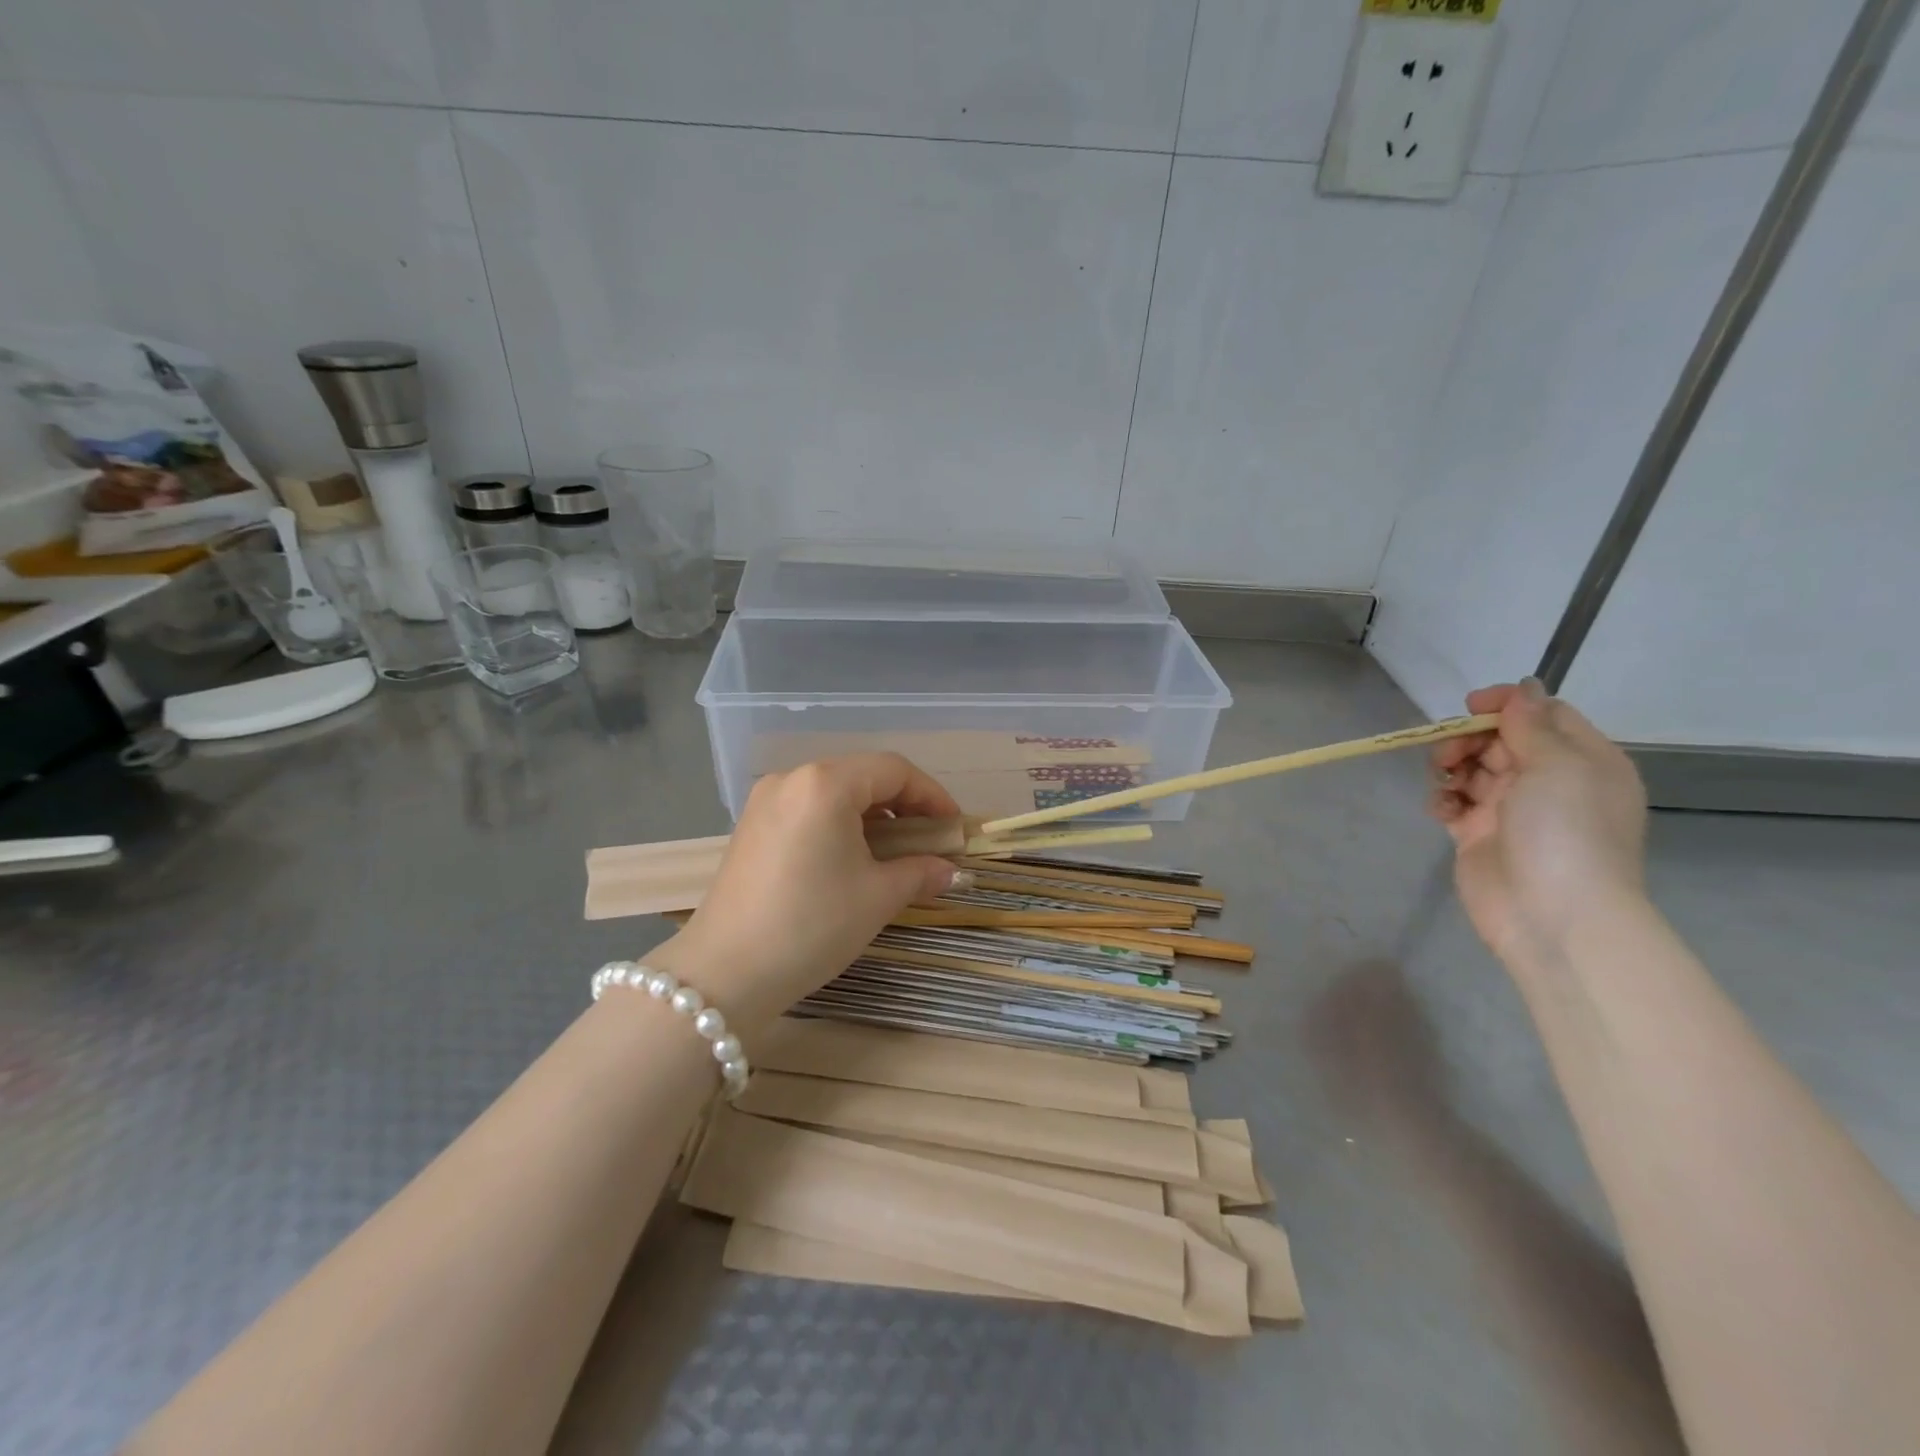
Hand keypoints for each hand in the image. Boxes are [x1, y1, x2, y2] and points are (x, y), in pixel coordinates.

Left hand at [657, 754, 961, 1032]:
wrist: (725, 974)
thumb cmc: (812, 925)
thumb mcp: (877, 897)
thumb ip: (921, 872)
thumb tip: (950, 870)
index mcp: (825, 784)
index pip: (894, 770)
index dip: (932, 796)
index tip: (953, 828)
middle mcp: (792, 779)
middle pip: (862, 776)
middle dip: (903, 805)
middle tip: (928, 842)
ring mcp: (765, 801)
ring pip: (834, 792)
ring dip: (872, 816)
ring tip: (894, 853)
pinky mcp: (751, 827)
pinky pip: (808, 810)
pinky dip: (839, 825)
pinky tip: (851, 858)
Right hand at [1430, 680, 1648, 967]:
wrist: (1553, 914)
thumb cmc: (1565, 831)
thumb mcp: (1558, 765)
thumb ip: (1532, 724)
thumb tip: (1523, 688)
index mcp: (1583, 761)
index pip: (1543, 716)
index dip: (1506, 705)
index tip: (1469, 706)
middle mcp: (1550, 782)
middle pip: (1500, 741)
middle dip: (1469, 739)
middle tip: (1449, 754)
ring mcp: (1511, 810)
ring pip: (1472, 769)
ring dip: (1451, 767)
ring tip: (1444, 782)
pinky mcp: (1478, 835)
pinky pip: (1454, 803)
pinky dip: (1442, 799)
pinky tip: (1441, 809)